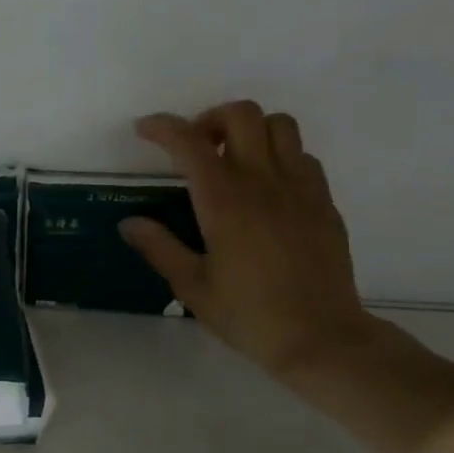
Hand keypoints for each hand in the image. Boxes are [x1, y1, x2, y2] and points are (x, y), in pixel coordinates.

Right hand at [120, 101, 383, 376]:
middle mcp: (264, 182)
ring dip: (249, 131)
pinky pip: (302, 156)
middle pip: (242, 114)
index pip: (189, 142)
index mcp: (225, 201)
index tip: (144, 130)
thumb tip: (129, 222)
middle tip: (194, 149)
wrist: (321, 338)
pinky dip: (278, 156)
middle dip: (210, 119)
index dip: (162, 127)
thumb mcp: (192, 286)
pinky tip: (265, 189)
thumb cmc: (249, 315)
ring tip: (232, 161)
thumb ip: (159, 247)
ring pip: (279, 126)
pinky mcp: (324, 202)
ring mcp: (300, 188)